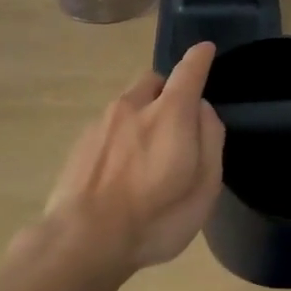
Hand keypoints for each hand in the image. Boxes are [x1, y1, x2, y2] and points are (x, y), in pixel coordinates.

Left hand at [40, 42, 225, 276]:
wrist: (82, 240)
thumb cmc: (155, 219)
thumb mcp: (204, 188)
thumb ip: (210, 141)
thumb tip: (203, 110)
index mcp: (169, 114)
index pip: (188, 72)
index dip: (199, 59)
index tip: (205, 50)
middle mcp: (133, 106)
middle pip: (154, 81)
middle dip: (169, 91)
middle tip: (178, 124)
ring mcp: (102, 122)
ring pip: (129, 103)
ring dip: (143, 114)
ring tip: (147, 156)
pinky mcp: (81, 142)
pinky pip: (110, 125)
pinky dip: (122, 135)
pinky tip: (121, 171)